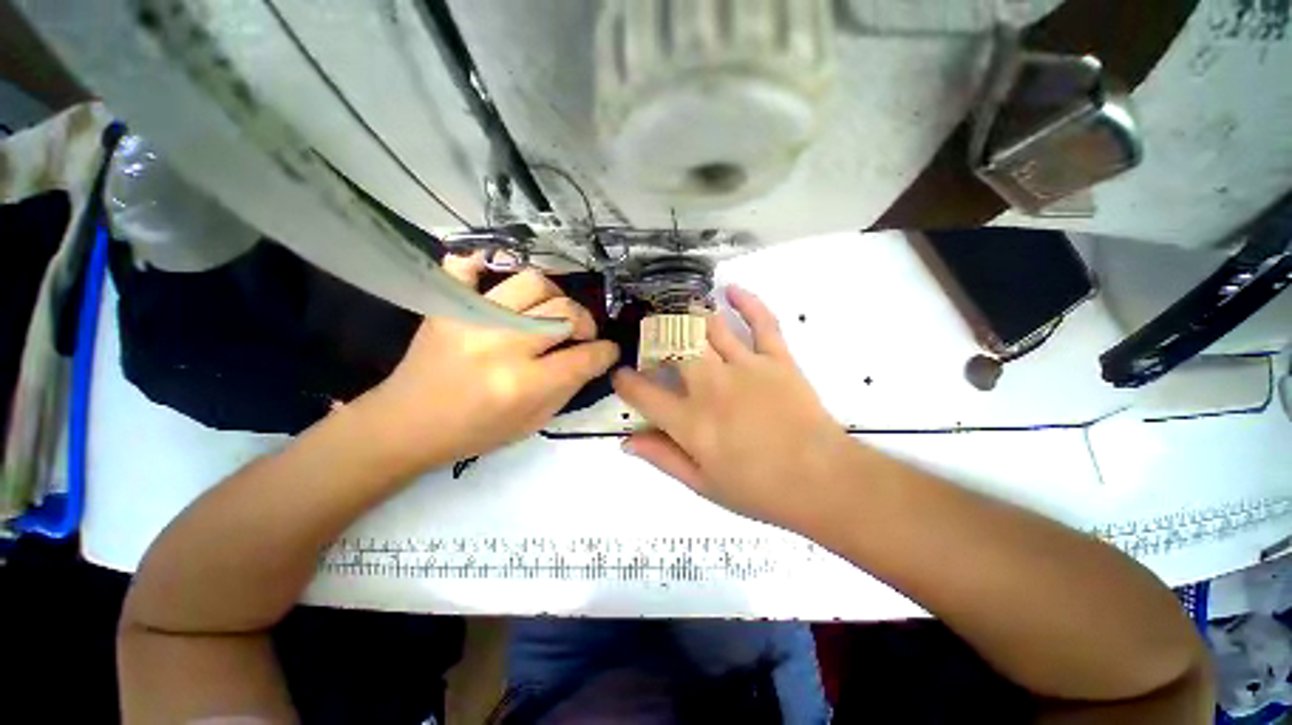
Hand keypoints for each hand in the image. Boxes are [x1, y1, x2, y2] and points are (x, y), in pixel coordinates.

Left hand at [365, 255, 618, 471]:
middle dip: (586, 322)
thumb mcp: (533, 422)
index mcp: (524, 384)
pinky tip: (499, 283)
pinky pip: (466, 266)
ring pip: (533, 282)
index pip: (584, 357)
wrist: (407, 424)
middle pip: (565, 311)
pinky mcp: (447, 305)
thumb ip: (568, 387)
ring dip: (554, 296)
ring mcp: (472, 318)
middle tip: (581, 334)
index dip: (605, 352)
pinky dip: (485, 266)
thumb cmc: (475, 432)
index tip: (608, 351)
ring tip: (550, 311)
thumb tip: (592, 358)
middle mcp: (502, 345)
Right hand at [612, 286, 857, 531]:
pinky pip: (761, 321)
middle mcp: (711, 386)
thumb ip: (663, 458)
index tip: (622, 375)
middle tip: (650, 337)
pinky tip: (730, 290)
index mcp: (690, 422)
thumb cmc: (760, 489)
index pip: (643, 393)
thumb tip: (627, 441)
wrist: (822, 481)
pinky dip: (747, 301)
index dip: (625, 382)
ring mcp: (745, 367)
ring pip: (708, 327)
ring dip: (688, 315)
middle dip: (654, 336)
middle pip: (672, 346)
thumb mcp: (703, 484)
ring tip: (678, 311)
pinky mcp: (777, 358)